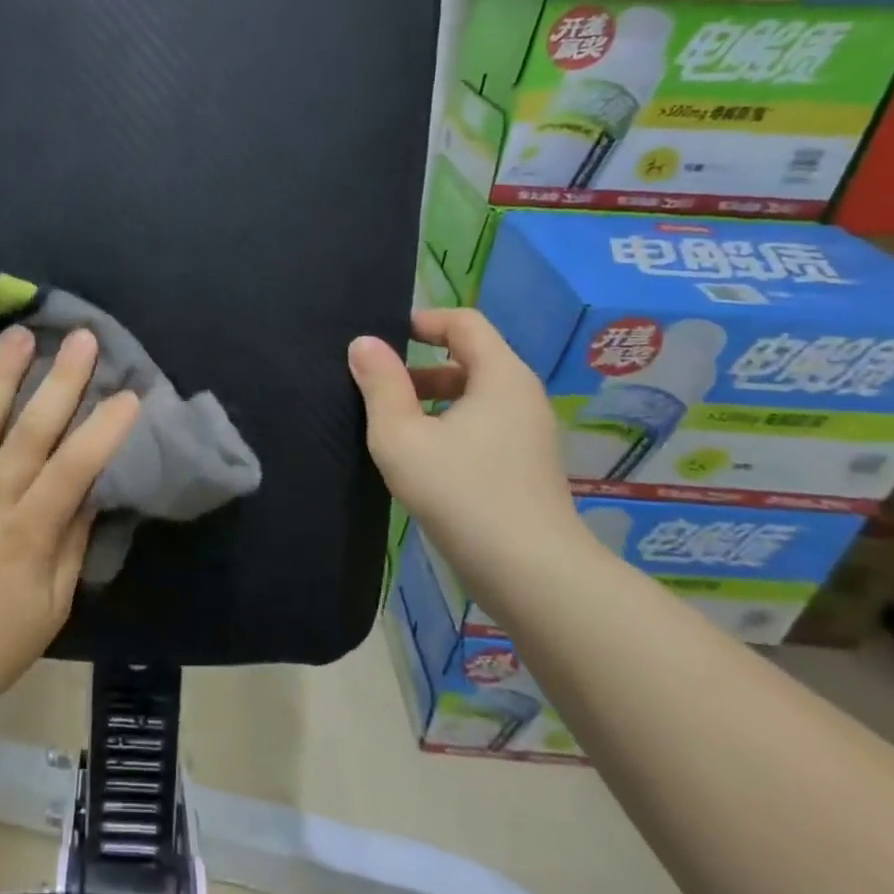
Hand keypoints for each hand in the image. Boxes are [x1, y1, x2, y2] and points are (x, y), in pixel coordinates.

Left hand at [0, 325, 141, 728]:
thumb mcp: (50, 608)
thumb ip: (71, 546)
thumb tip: (90, 494)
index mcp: (30, 531)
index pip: (76, 467)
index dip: (105, 429)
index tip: (130, 393)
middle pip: (32, 430)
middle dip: (62, 381)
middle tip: (82, 337)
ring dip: (1, 375)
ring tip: (19, 334)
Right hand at [348, 308, 586, 587]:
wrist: (530, 572)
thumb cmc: (460, 492)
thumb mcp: (402, 435)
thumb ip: (380, 384)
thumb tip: (363, 343)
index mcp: (500, 377)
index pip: (465, 323)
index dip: (423, 321)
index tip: (384, 339)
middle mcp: (521, 396)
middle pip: (469, 359)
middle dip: (419, 368)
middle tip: (377, 390)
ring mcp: (528, 434)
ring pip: (474, 397)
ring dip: (431, 401)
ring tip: (391, 428)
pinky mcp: (526, 466)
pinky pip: (483, 426)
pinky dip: (449, 427)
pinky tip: (420, 460)